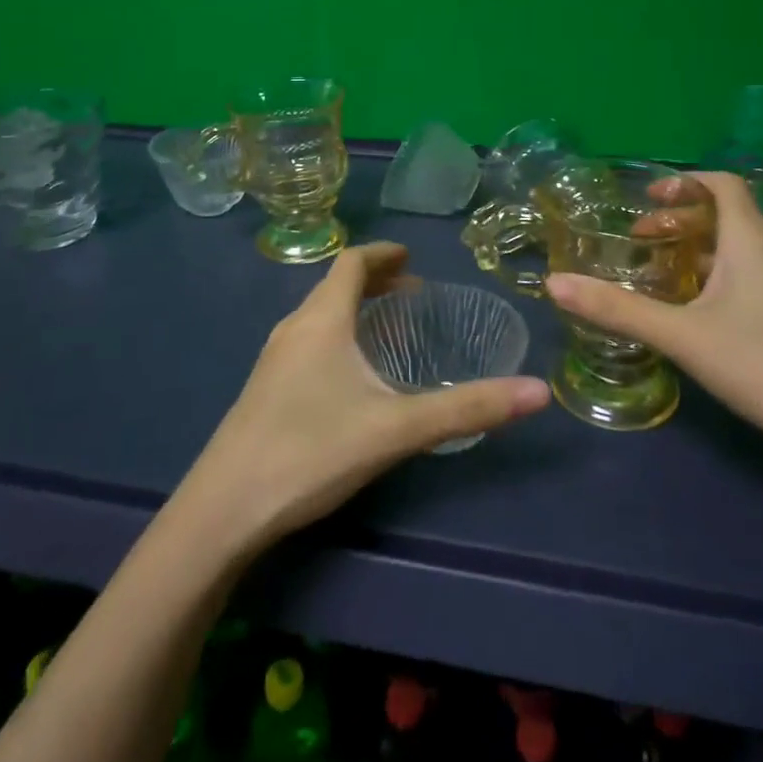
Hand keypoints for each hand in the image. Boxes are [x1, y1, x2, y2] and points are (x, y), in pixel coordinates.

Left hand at [184, 242, 551, 551]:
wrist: (224, 508)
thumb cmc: (311, 450)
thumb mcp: (397, 428)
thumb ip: (467, 409)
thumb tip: (538, 391)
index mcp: (322, 318)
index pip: (352, 262)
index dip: (382, 253)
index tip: (411, 256)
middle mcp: (294, 326)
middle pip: (334, 284)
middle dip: (374, 280)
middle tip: (412, 292)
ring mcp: (273, 358)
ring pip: (318, 314)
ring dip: (353, 307)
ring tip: (386, 326)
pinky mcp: (264, 389)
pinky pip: (307, 339)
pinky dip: (336, 333)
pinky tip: (349, 373)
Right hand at [545, 173, 762, 465]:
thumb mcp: (683, 337)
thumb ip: (618, 310)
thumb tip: (554, 284)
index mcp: (753, 241)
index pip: (723, 184)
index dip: (685, 183)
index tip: (649, 198)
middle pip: (730, 218)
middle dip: (683, 223)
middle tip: (646, 243)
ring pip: (748, 250)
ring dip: (707, 252)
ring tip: (674, 280)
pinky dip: (732, 277)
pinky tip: (718, 318)